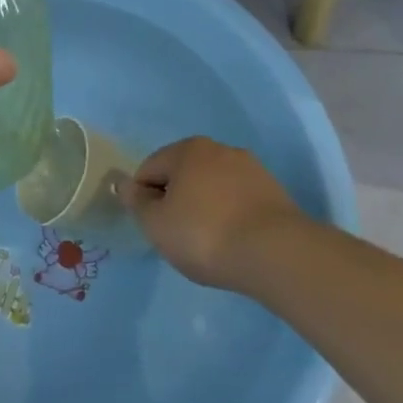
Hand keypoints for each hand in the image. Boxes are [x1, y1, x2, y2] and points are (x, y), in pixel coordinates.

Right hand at [123, 137, 308, 293]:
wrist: (276, 254)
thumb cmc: (204, 234)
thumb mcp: (156, 224)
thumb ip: (137, 202)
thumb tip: (125, 184)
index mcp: (186, 149)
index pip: (149, 169)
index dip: (144, 200)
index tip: (155, 229)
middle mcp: (219, 149)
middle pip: (183, 174)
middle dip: (176, 200)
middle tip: (179, 236)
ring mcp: (251, 169)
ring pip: (212, 187)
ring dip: (204, 207)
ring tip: (209, 242)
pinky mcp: (275, 192)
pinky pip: (238, 200)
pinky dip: (230, 216)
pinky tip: (234, 241)